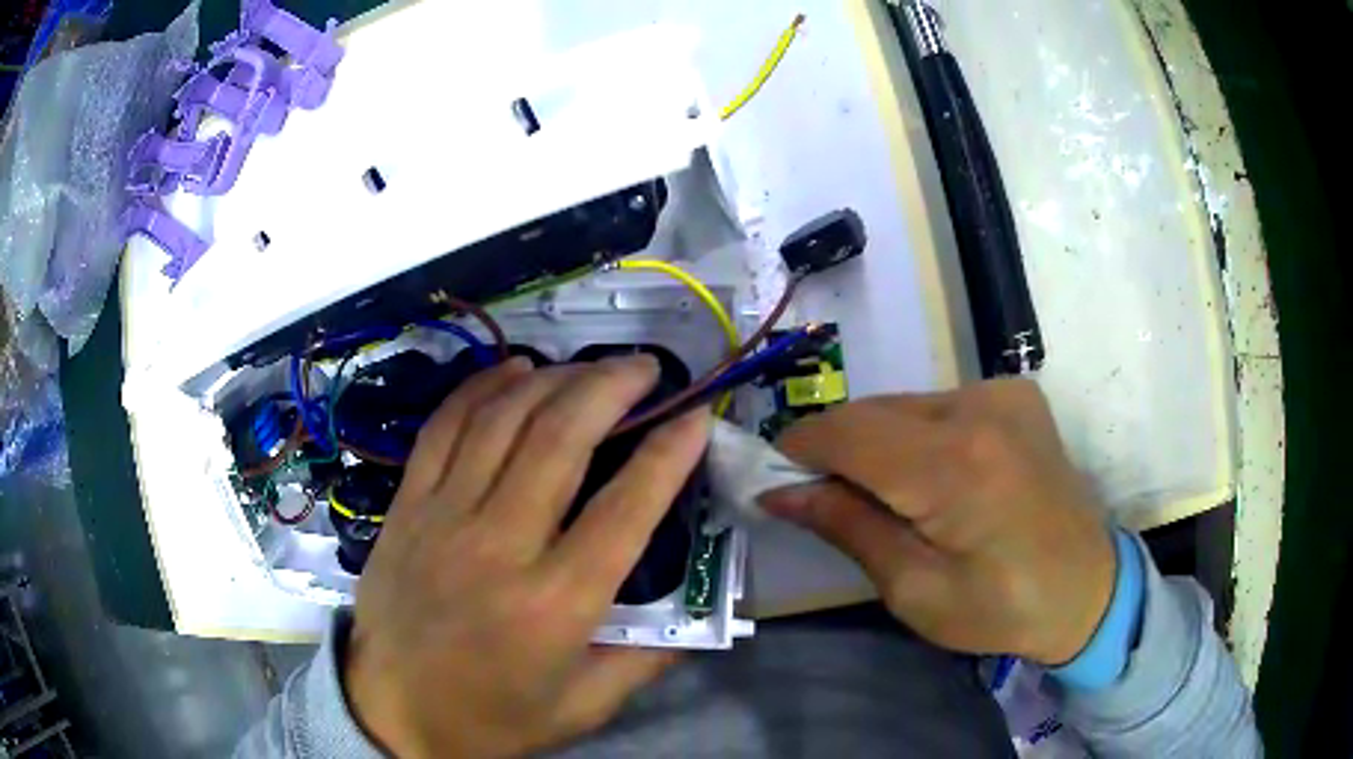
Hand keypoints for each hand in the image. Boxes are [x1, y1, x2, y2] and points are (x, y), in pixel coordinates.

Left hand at [344, 356, 709, 757]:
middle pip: (560, 440)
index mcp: (554, 604)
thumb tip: (697, 616)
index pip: (625, 509)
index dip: (669, 454)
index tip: (696, 416)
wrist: (392, 711)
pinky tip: (516, 369)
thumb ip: (648, 659)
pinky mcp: (408, 506)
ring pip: (503, 419)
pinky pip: (445, 427)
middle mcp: (499, 546)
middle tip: (646, 367)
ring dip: (555, 379)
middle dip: (612, 387)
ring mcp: (443, 517)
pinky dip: (483, 386)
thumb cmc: (493, 716)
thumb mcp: (585, 706)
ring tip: (592, 365)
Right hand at [761, 379, 1115, 665]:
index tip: (773, 481)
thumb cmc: (1002, 608)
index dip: (798, 450)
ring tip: (878, 496)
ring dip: (874, 443)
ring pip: (901, 405)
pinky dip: (912, 435)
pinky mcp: (1015, 395)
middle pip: (871, 411)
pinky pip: (937, 405)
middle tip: (819, 499)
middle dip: (833, 450)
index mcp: (956, 466)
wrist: (1088, 588)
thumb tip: (780, 492)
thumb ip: (848, 528)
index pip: (847, 432)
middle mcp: (979, 407)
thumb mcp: (915, 590)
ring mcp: (1001, 393)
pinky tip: (927, 478)